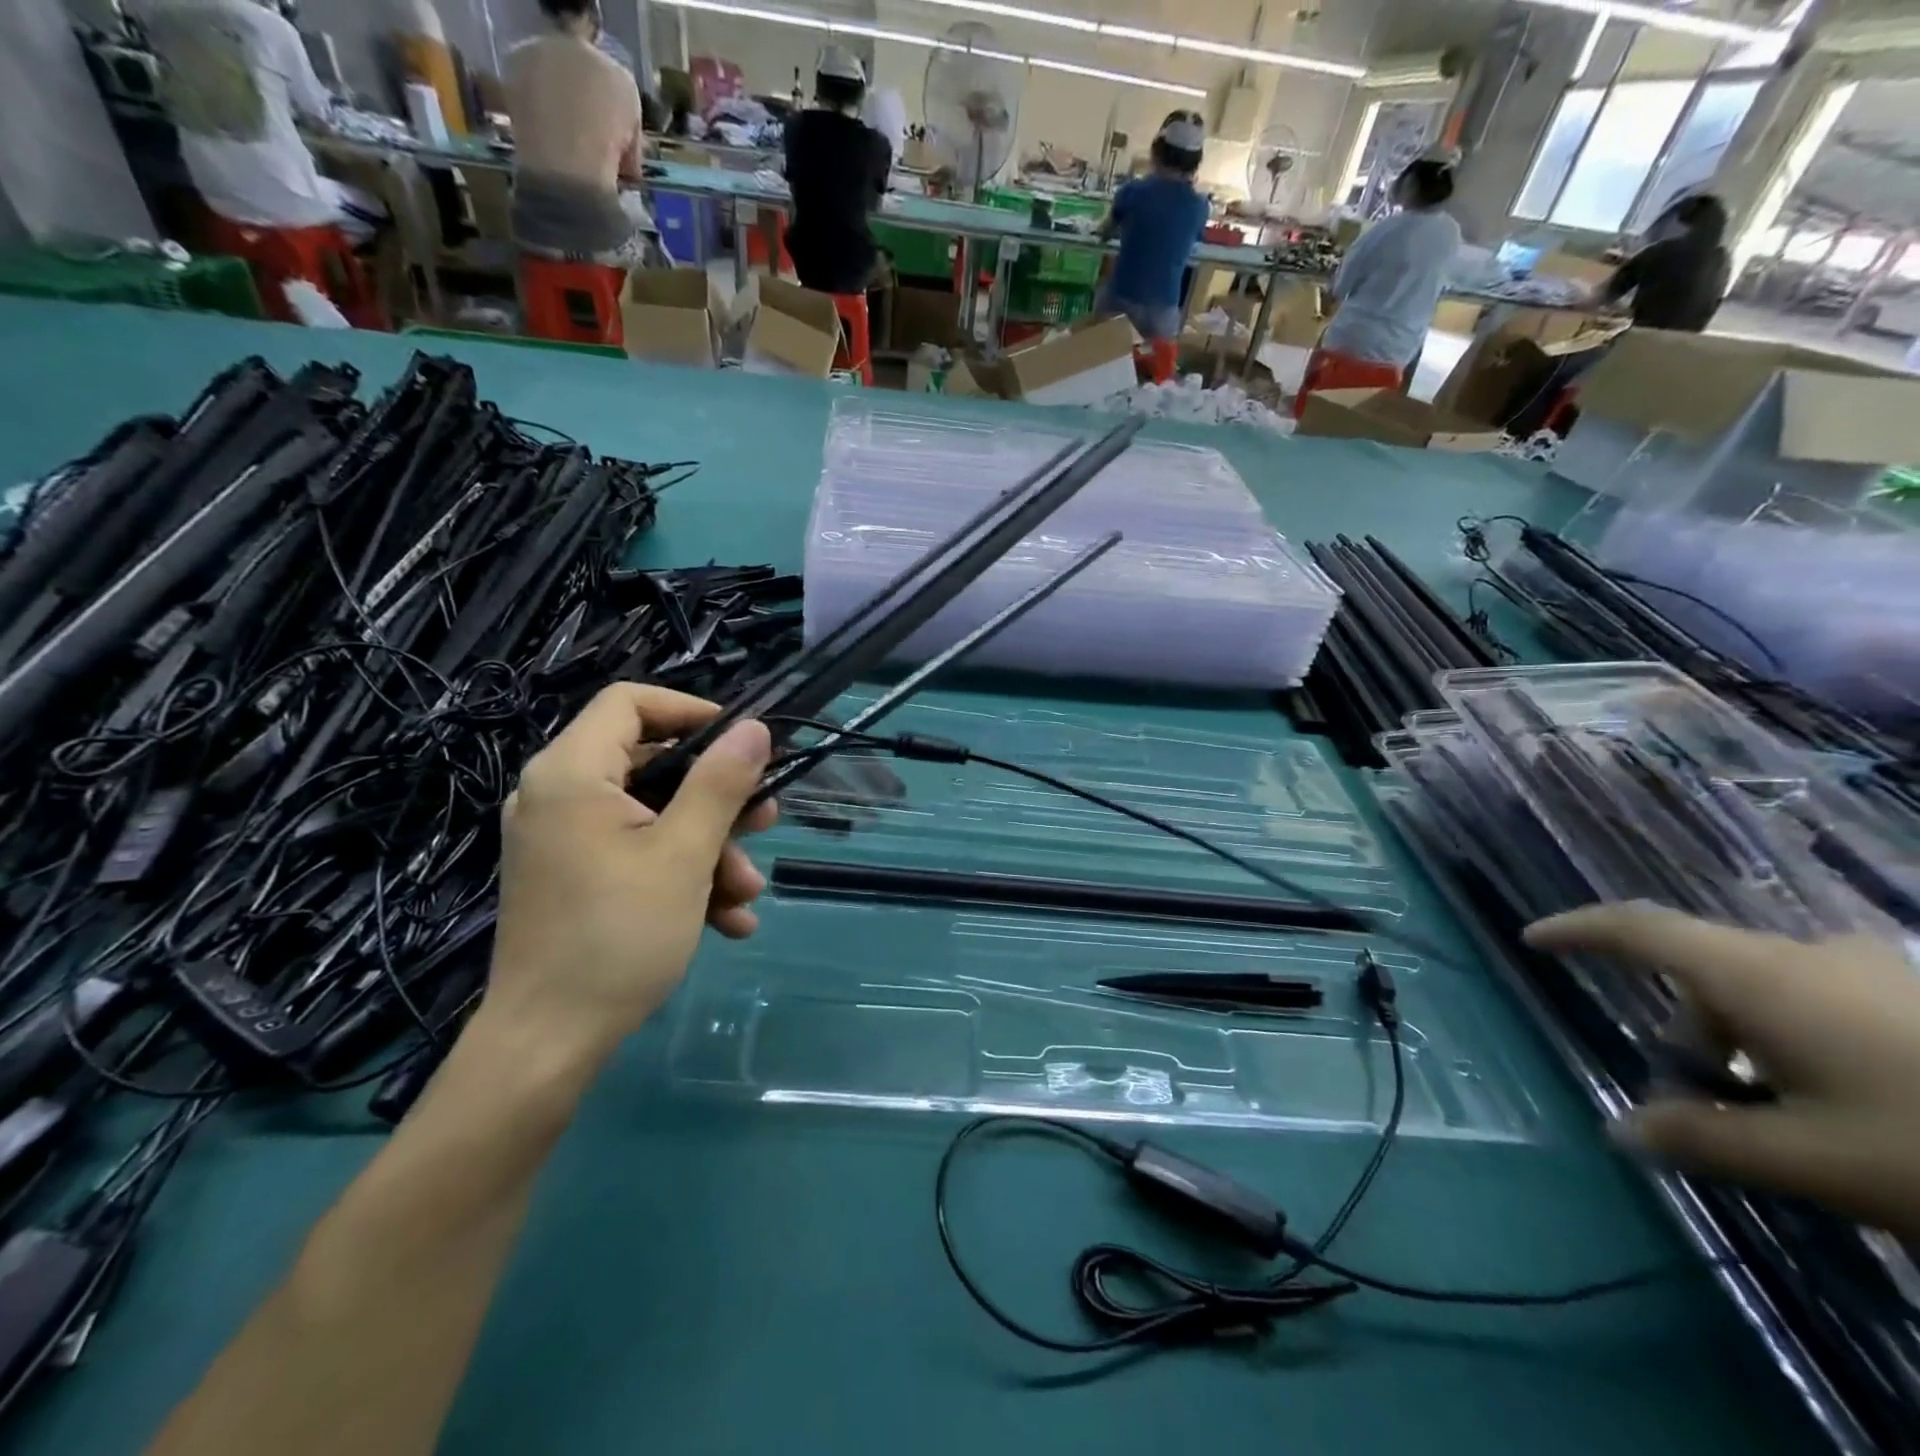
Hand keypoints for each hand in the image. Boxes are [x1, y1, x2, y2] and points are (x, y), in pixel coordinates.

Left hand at [488, 684, 775, 1054]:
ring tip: (747, 894)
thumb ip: (721, 783)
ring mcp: (563, 841)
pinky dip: (681, 876)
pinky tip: (726, 921)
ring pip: (652, 817)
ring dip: (709, 849)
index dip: (691, 711)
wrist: (549, 1044)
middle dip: (717, 799)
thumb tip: (754, 729)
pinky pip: (635, 854)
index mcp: (572, 774)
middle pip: (651, 766)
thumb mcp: (684, 854)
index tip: (742, 741)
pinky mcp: (572, 878)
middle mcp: (558, 796)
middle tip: (766, 820)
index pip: (630, 703)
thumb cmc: (618, 936)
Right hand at [1525, 903, 1919, 1239]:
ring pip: (1766, 989)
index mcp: (1761, 976)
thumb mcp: (1812, 1161)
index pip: (1637, 929)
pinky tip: (1843, 1103)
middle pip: (1705, 971)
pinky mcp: (1917, 996)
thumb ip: (1702, 1139)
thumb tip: (1620, 1130)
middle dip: (1685, 1029)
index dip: (1578, 930)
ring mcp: (1872, 971)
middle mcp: (1807, 955)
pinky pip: (1820, 999)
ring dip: (1744, 1041)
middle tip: (1697, 1098)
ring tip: (1778, 1115)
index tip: (1534, 940)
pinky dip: (1796, 1039)